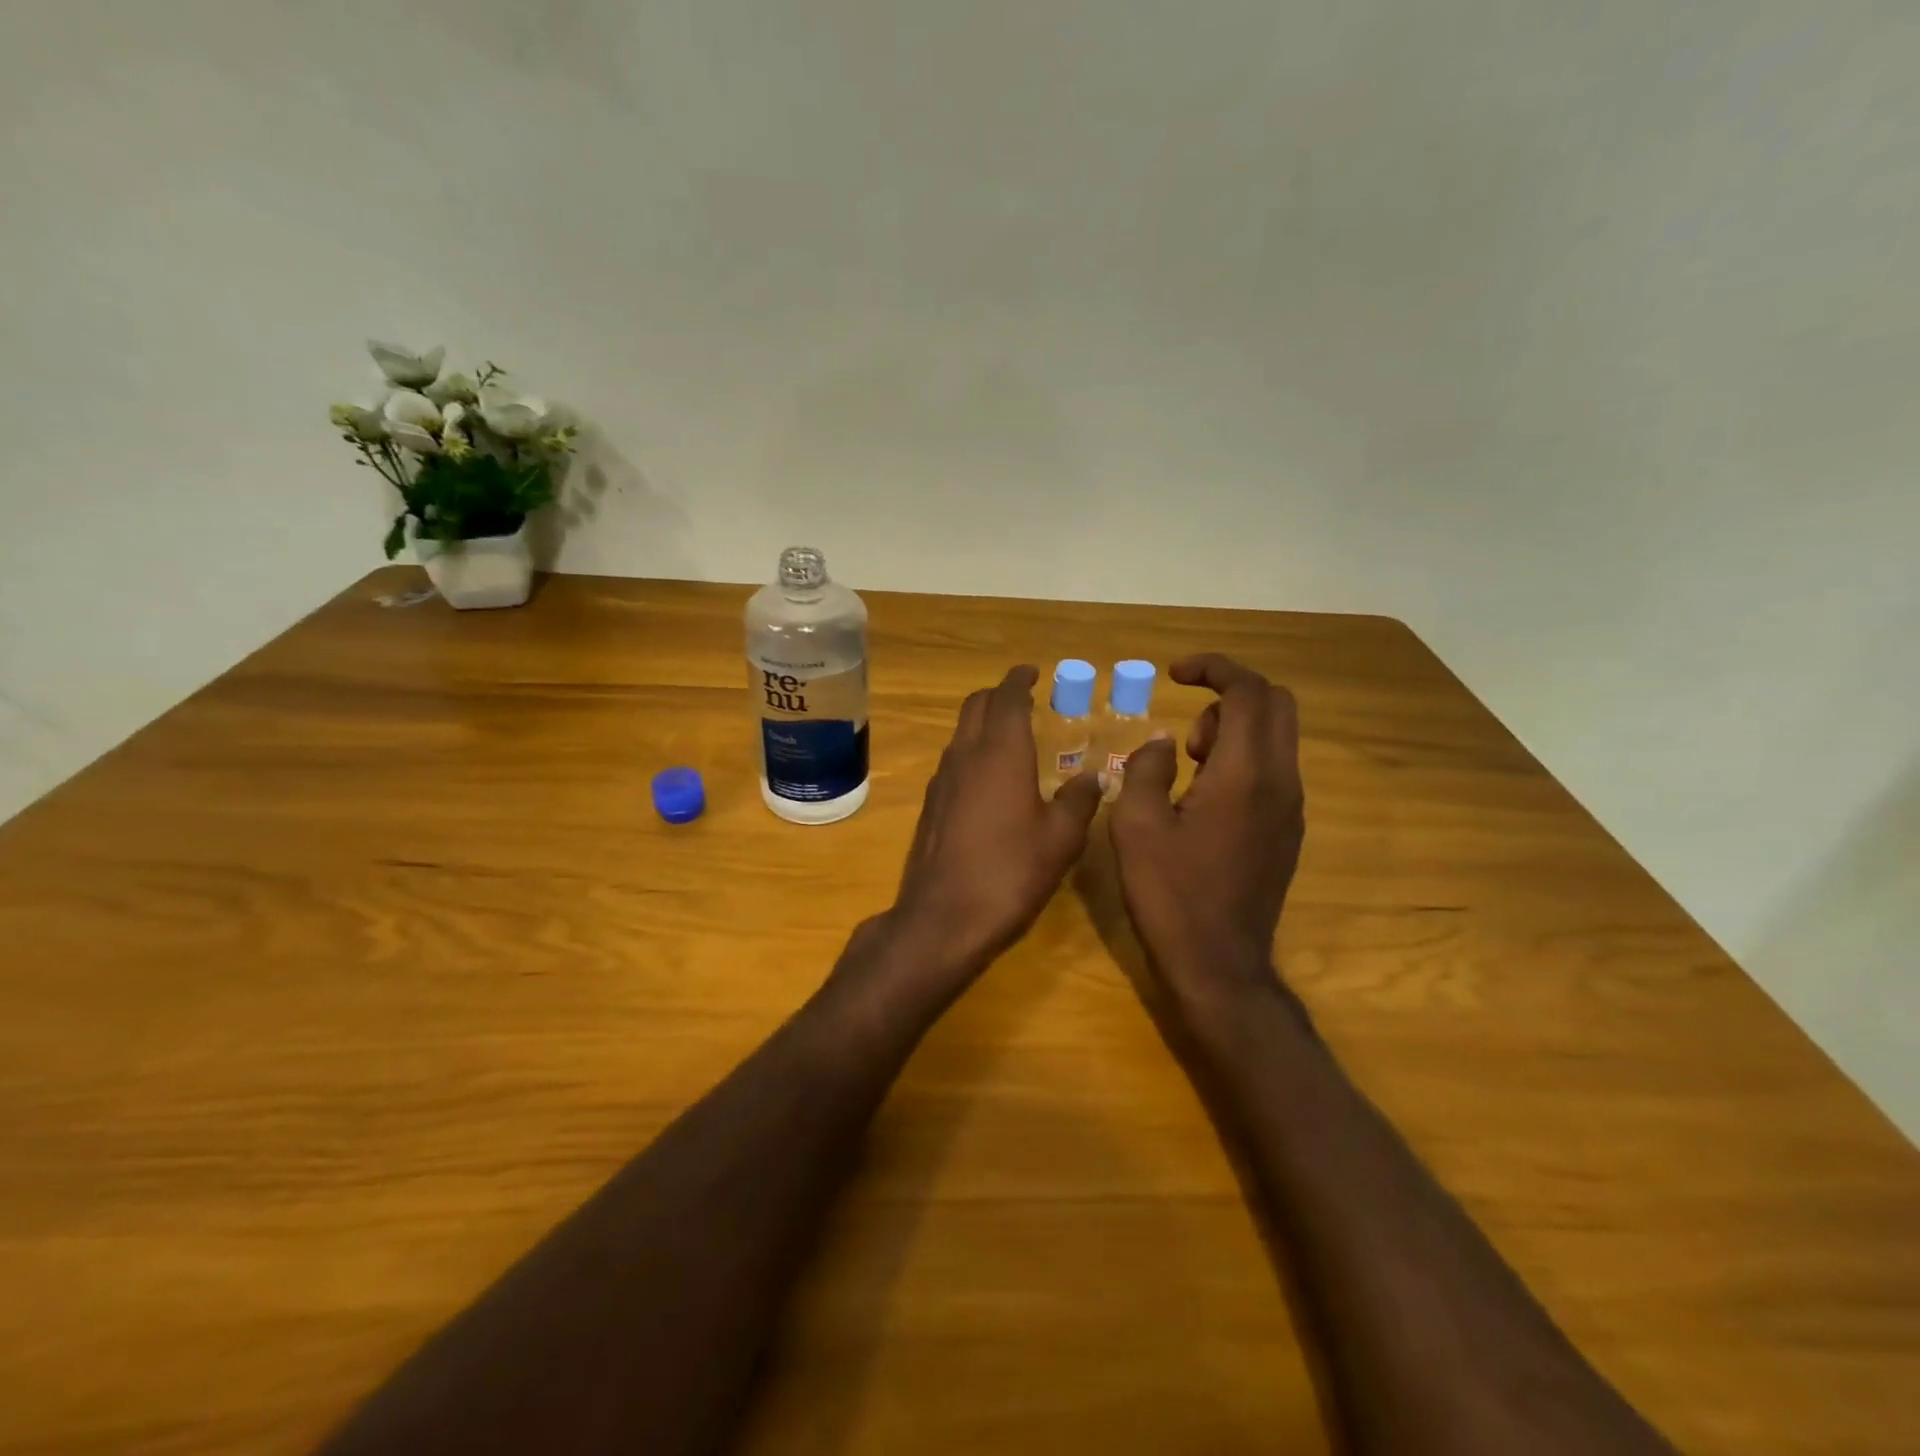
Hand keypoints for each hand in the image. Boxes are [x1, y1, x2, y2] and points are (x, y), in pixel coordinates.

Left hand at [888, 665, 1102, 976]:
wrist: (943, 918)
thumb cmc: (1010, 872)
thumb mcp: (1060, 838)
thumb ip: (1079, 800)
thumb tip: (1095, 776)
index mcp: (1000, 752)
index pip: (1006, 697)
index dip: (1019, 679)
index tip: (1032, 672)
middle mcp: (965, 756)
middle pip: (975, 706)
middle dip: (998, 695)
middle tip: (1025, 699)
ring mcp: (941, 781)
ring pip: (961, 733)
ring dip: (983, 723)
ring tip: (1012, 736)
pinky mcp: (930, 806)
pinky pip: (953, 761)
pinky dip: (972, 752)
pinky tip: (991, 779)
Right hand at [1108, 654, 1304, 1004]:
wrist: (1218, 964)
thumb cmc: (1170, 893)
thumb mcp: (1136, 826)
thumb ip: (1148, 768)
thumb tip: (1165, 743)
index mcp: (1245, 774)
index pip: (1248, 691)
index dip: (1213, 668)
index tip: (1175, 673)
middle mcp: (1281, 782)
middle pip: (1276, 704)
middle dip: (1229, 695)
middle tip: (1186, 730)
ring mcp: (1291, 808)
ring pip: (1277, 737)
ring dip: (1234, 730)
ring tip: (1188, 766)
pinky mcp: (1288, 831)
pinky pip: (1274, 770)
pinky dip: (1242, 759)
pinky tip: (1203, 798)